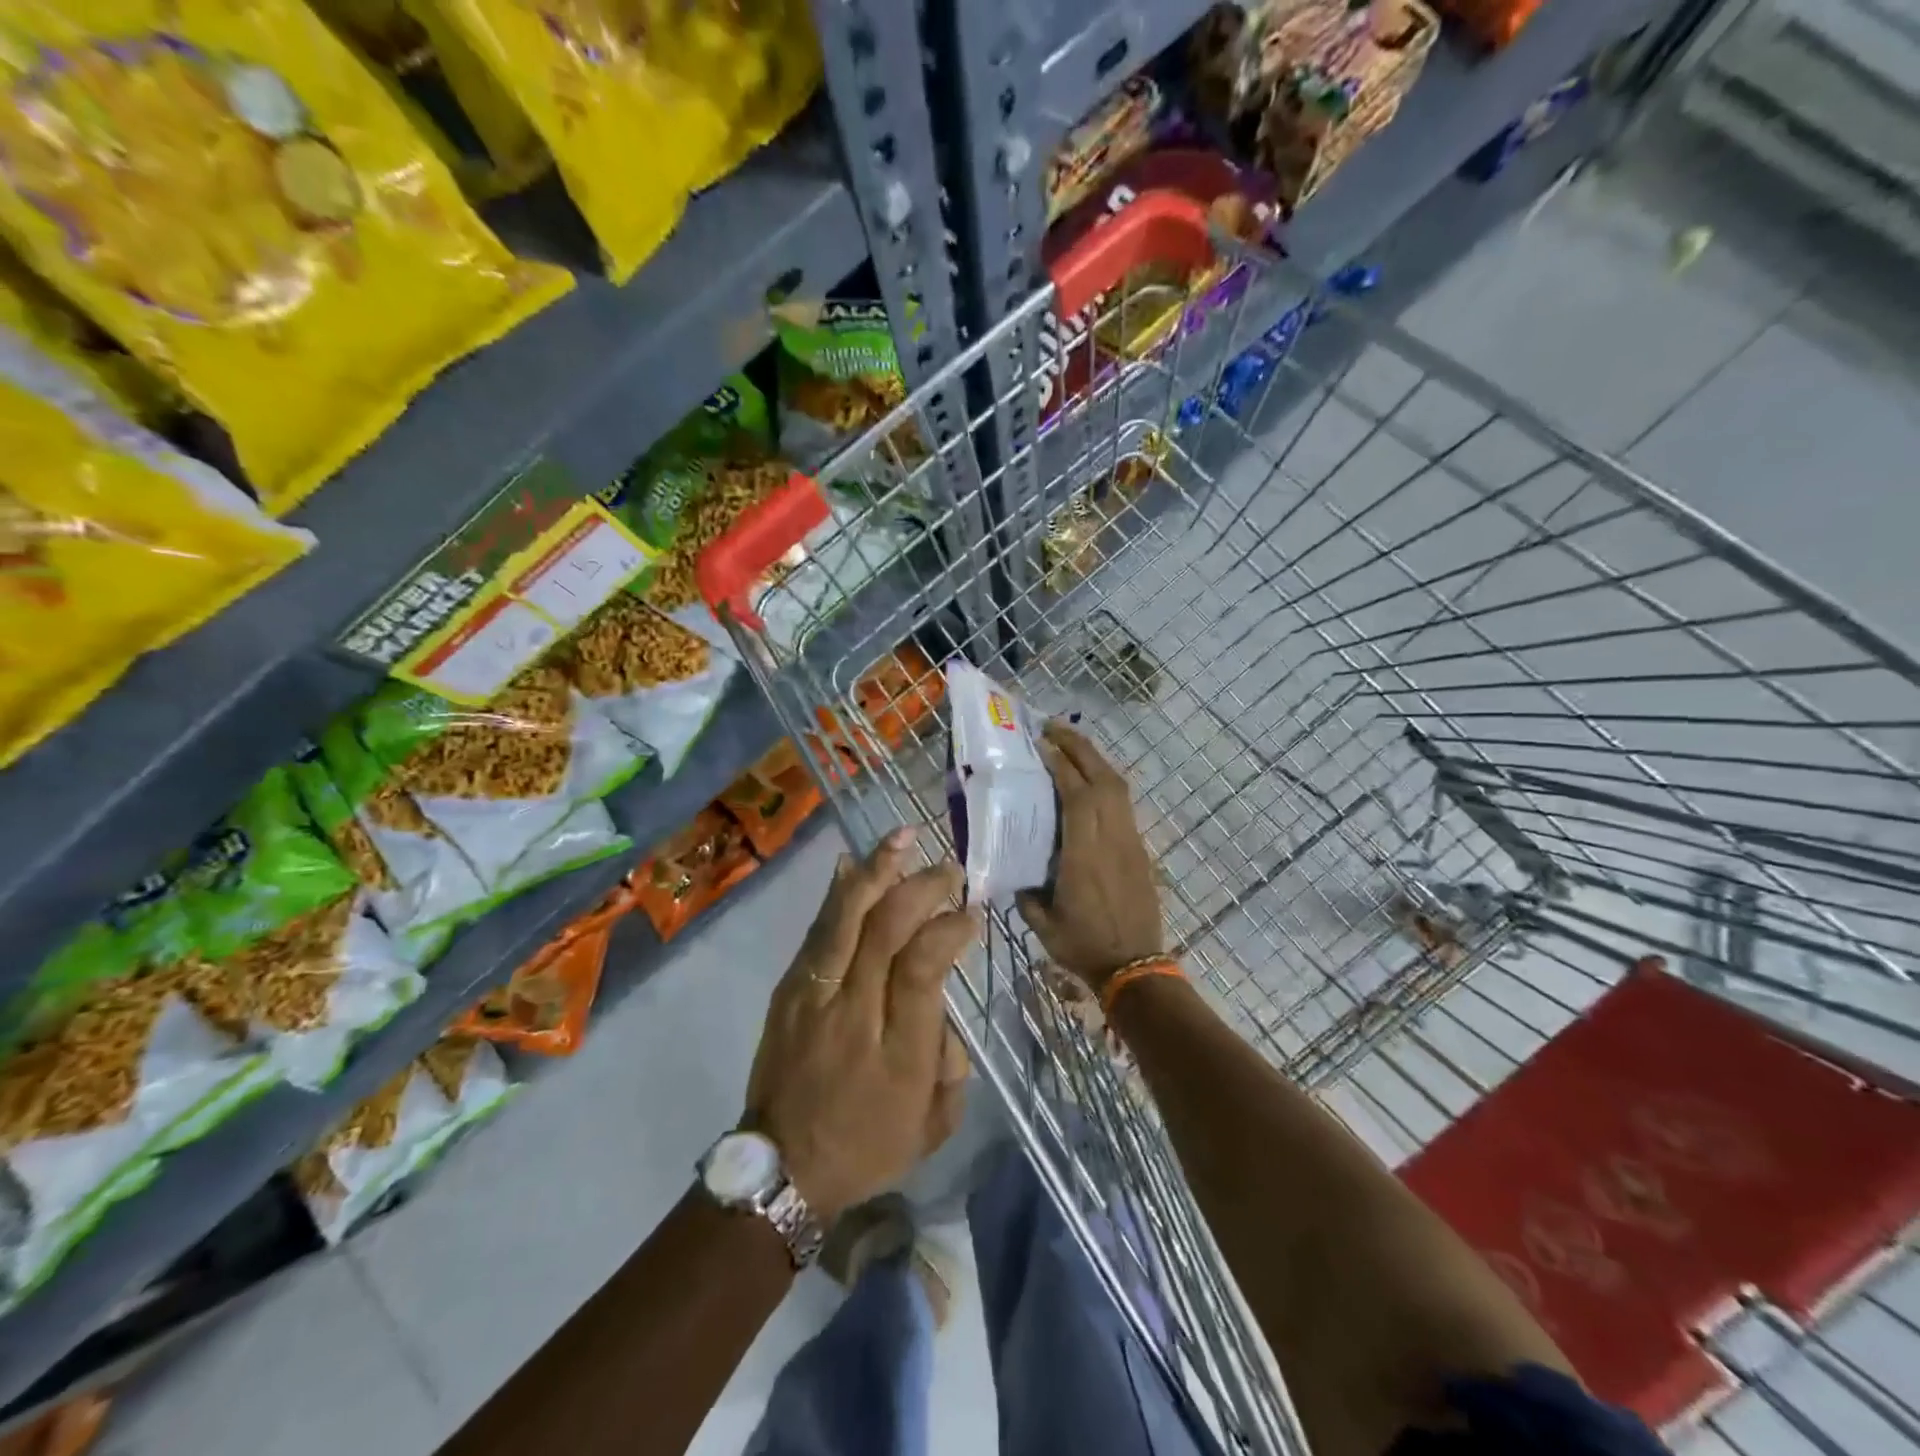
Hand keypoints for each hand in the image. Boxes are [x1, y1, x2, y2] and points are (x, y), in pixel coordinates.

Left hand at [743, 827, 977, 1222]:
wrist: (782, 1168)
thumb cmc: (867, 1146)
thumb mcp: (932, 1125)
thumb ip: (952, 1062)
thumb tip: (944, 1003)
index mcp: (898, 1050)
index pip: (924, 966)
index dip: (950, 929)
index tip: (971, 912)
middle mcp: (855, 1011)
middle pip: (886, 930)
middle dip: (921, 888)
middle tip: (949, 870)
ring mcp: (815, 995)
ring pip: (847, 919)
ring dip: (878, 872)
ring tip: (903, 837)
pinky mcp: (790, 990)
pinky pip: (817, 931)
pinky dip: (838, 894)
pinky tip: (853, 864)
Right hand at [1018, 722, 1164, 990]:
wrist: (1135, 966)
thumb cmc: (1083, 945)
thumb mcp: (1042, 921)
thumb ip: (1026, 889)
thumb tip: (1014, 866)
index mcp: (1084, 855)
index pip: (1077, 796)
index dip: (1061, 765)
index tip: (1041, 743)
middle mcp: (1111, 839)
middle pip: (1103, 779)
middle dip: (1079, 747)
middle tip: (1053, 728)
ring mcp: (1130, 841)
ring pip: (1118, 787)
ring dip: (1095, 759)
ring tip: (1069, 745)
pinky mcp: (1139, 848)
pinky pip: (1123, 803)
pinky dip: (1105, 781)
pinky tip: (1089, 780)